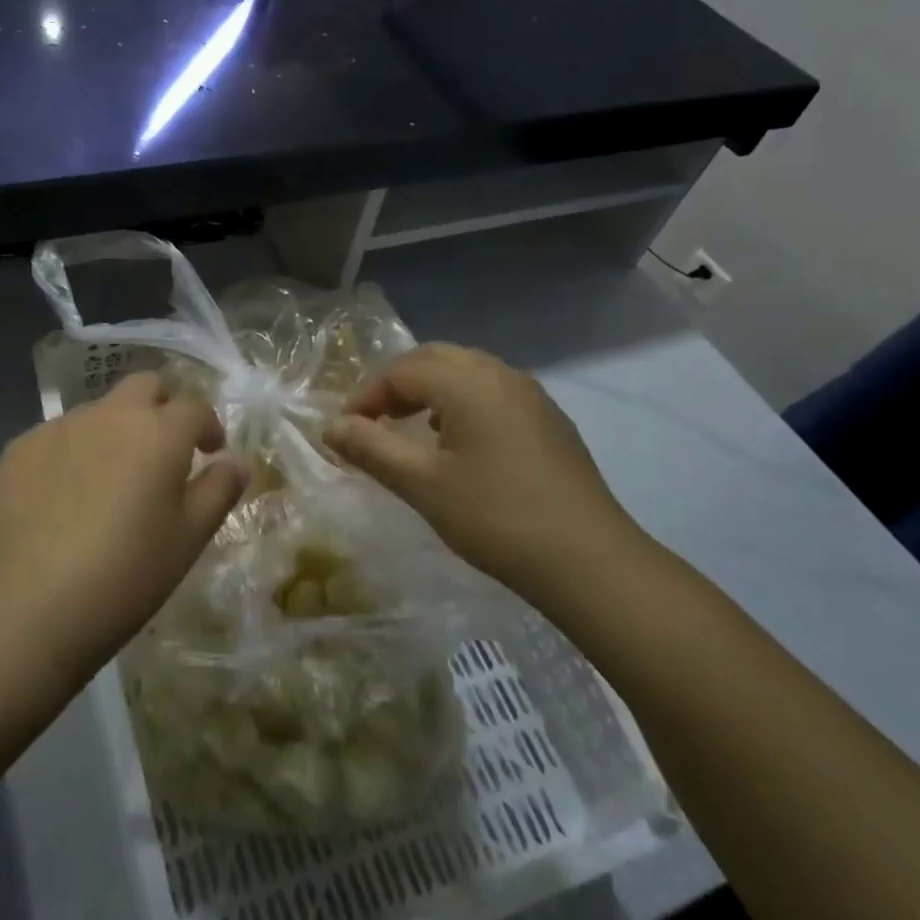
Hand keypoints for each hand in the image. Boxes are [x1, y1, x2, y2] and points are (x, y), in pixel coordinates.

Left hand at [0, 372, 248, 672]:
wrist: (31, 605)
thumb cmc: (127, 573)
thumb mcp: (189, 538)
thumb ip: (218, 490)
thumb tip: (235, 462)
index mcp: (159, 432)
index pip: (195, 407)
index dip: (208, 426)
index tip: (210, 452)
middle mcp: (110, 415)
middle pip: (144, 387)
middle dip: (160, 408)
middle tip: (161, 452)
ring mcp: (59, 427)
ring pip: (98, 411)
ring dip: (114, 431)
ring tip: (108, 482)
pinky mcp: (20, 449)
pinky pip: (57, 437)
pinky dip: (72, 454)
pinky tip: (63, 499)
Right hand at [323, 343, 644, 606]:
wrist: (589, 561)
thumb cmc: (496, 518)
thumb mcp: (422, 485)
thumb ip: (371, 449)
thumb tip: (330, 426)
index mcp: (468, 383)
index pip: (401, 371)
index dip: (366, 395)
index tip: (345, 430)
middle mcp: (500, 374)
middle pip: (434, 358)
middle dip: (396, 383)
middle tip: (373, 420)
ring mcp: (530, 394)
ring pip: (466, 371)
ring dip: (429, 389)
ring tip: (410, 427)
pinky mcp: (548, 419)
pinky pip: (491, 390)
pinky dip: (461, 401)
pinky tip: (457, 440)